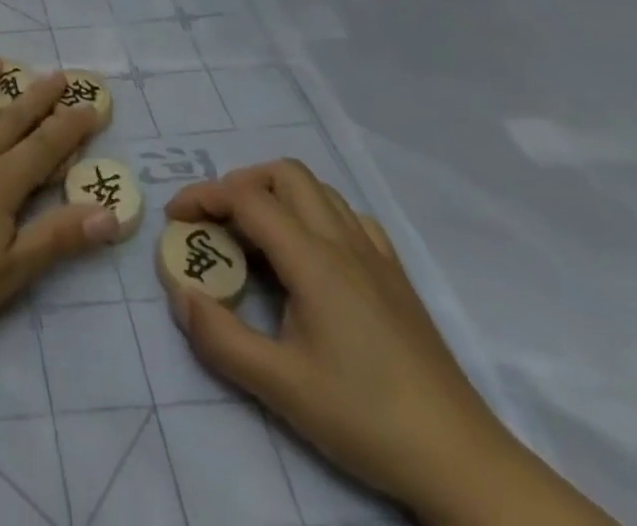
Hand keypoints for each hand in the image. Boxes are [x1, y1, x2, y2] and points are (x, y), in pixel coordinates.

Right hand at [164, 161, 543, 521]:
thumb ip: (219, 337)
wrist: (461, 462)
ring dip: (277, 195)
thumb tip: (180, 293)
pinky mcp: (396, 276)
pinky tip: (310, 254)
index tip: (175, 219)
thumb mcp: (279, 386)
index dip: (203, 197)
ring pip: (318, 189)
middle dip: (239, 184)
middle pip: (284, 174)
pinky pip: (349, 217)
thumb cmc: (364, 417)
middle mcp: (343, 241)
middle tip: (216, 222)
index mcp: (313, 259)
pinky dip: (316, 215)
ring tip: (256, 236)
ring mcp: (375, 255)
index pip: (246, 197)